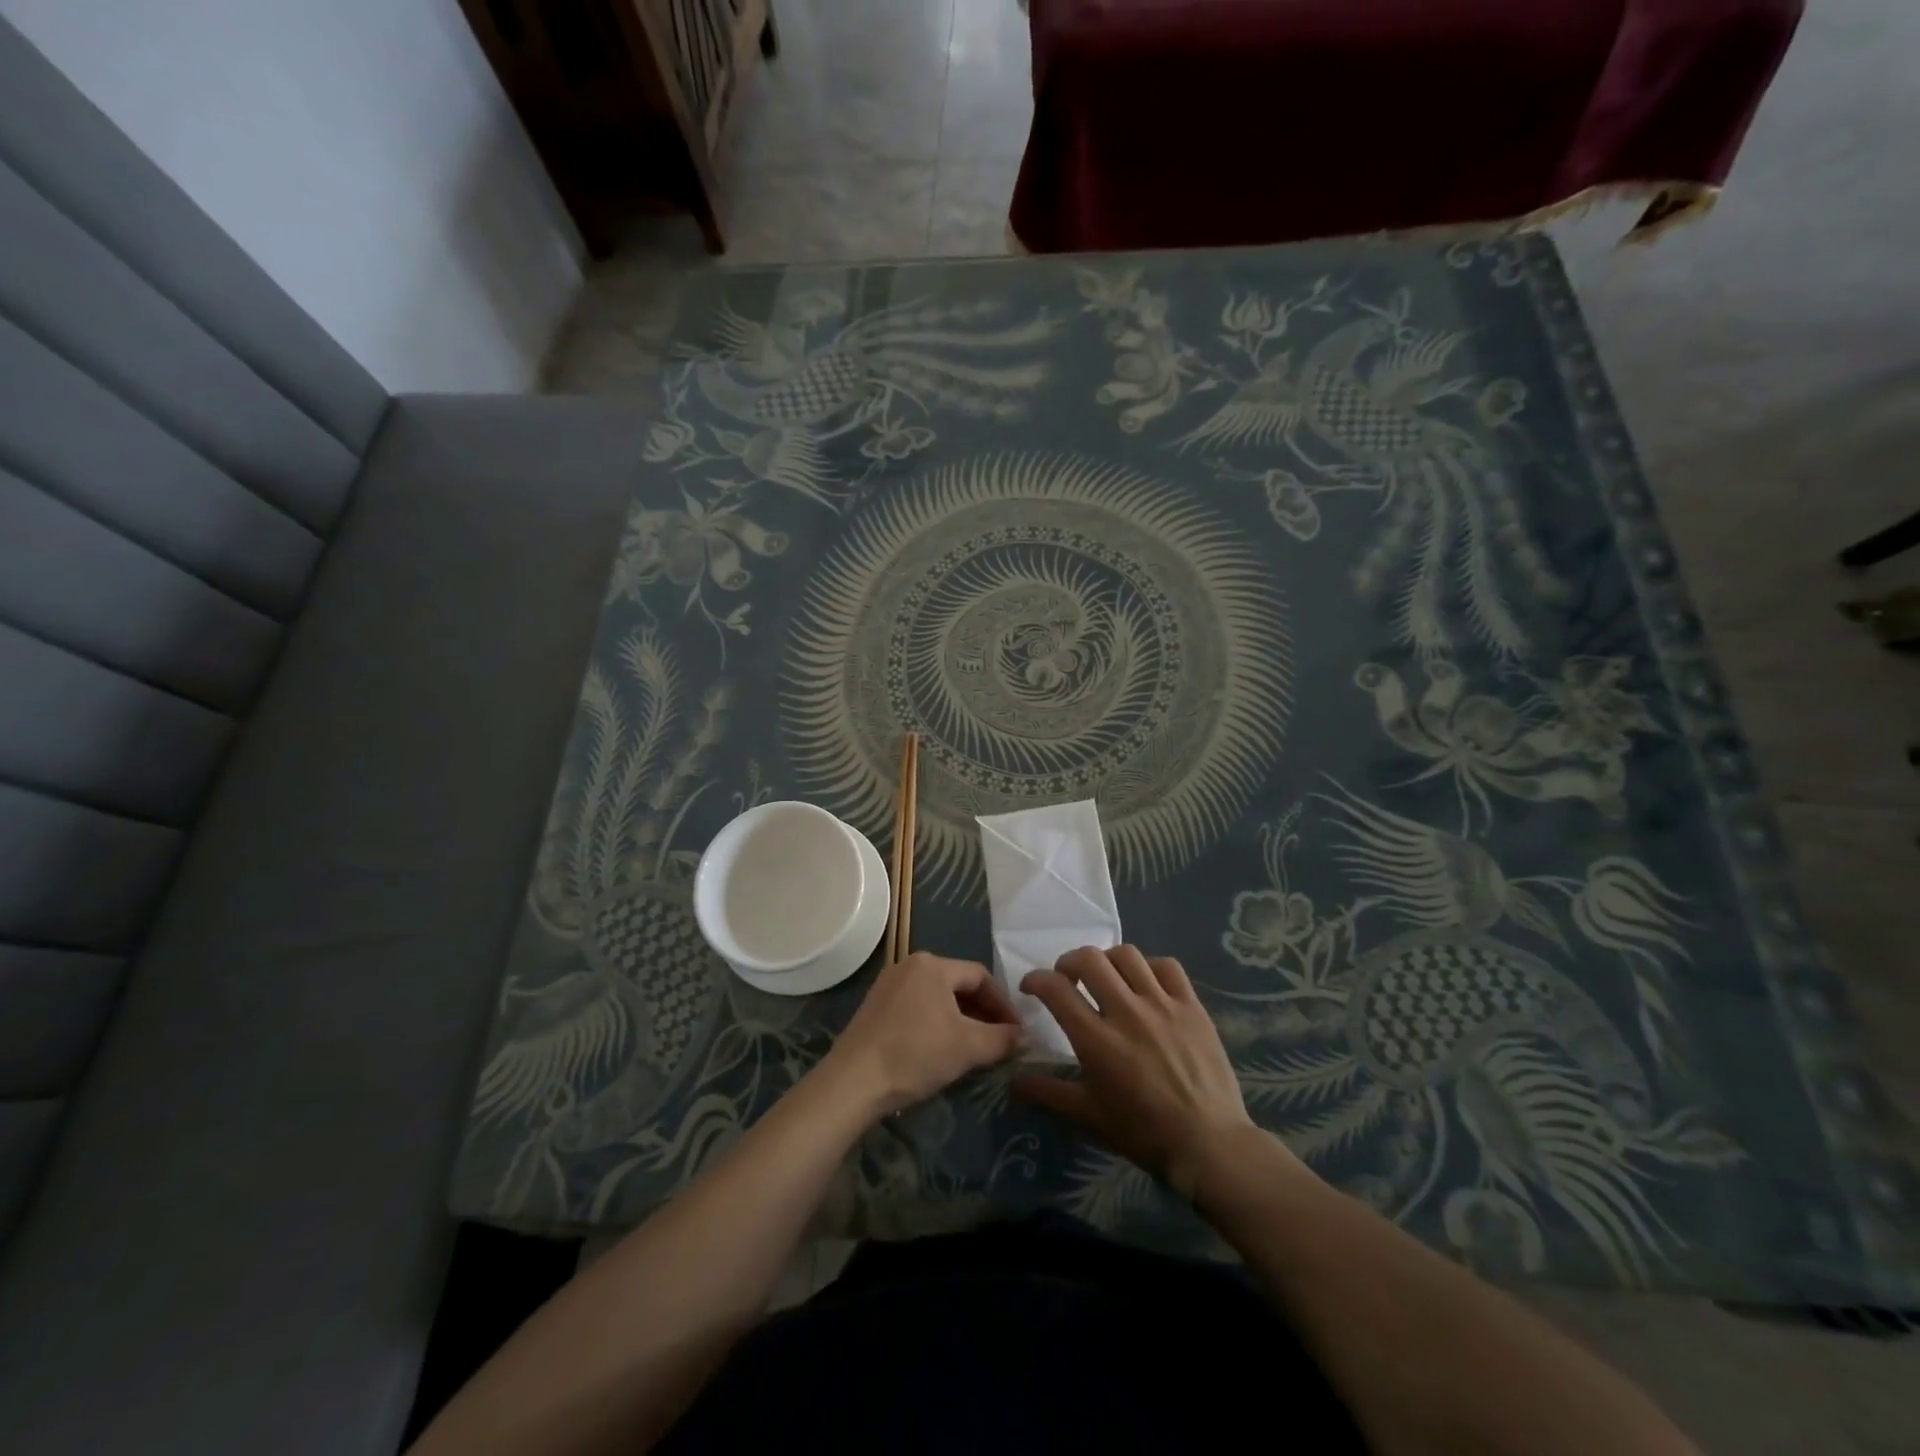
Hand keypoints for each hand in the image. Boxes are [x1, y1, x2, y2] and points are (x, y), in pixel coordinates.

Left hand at [823, 953, 1024, 1116]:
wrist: (854, 1081)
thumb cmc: (916, 1054)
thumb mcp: (967, 1047)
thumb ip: (1002, 1039)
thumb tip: (1027, 1037)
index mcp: (933, 964)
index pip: (980, 976)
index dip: (1003, 1004)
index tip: (1016, 1031)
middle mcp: (910, 964)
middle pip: (958, 984)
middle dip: (982, 1011)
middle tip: (999, 1040)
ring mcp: (888, 984)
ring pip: (937, 996)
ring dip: (960, 1018)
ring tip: (974, 1046)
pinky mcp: (875, 1006)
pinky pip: (917, 1006)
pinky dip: (936, 1022)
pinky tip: (941, 1048)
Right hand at [1014, 946, 1265, 1197]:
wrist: (1209, 1144)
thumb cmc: (1143, 1132)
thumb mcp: (1089, 1116)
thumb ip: (1049, 1093)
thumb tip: (1013, 1081)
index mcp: (1096, 1039)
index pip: (1056, 989)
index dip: (1036, 979)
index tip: (1031, 987)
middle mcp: (1127, 1012)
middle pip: (1090, 959)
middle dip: (1069, 961)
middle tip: (1067, 978)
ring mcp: (1162, 1005)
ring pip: (1127, 955)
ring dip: (1107, 960)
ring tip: (1106, 977)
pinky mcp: (1192, 1006)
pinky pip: (1167, 966)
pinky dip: (1150, 967)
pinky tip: (1146, 984)